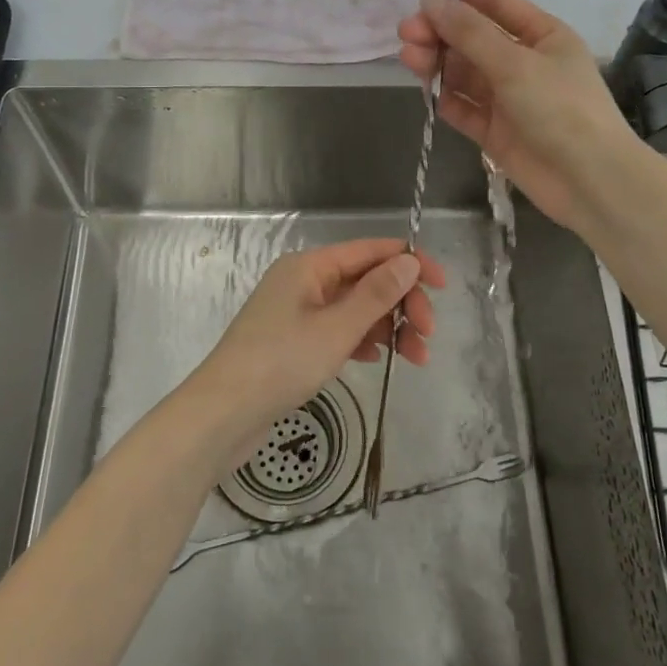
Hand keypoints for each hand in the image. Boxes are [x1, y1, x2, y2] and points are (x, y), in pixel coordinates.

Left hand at [183, 239, 444, 470]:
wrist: (222, 414)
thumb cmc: (280, 363)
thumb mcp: (337, 328)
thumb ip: (377, 294)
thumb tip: (409, 261)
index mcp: (310, 266)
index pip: (370, 251)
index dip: (410, 263)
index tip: (443, 287)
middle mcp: (303, 281)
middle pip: (366, 280)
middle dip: (402, 303)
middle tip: (427, 337)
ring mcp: (297, 312)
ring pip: (355, 308)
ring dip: (388, 327)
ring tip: (415, 360)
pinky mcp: (293, 342)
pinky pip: (339, 331)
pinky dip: (363, 341)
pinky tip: (379, 360)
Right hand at [398, 0, 639, 230]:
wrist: (590, 181)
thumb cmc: (561, 109)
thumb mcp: (515, 63)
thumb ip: (470, 33)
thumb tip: (431, 0)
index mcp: (541, 34)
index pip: (493, 0)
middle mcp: (523, 62)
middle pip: (472, 38)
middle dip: (439, 30)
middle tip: (408, 32)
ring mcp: (508, 98)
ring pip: (463, 72)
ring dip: (436, 63)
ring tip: (409, 57)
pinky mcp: (495, 131)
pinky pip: (464, 108)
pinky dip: (446, 99)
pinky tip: (429, 92)